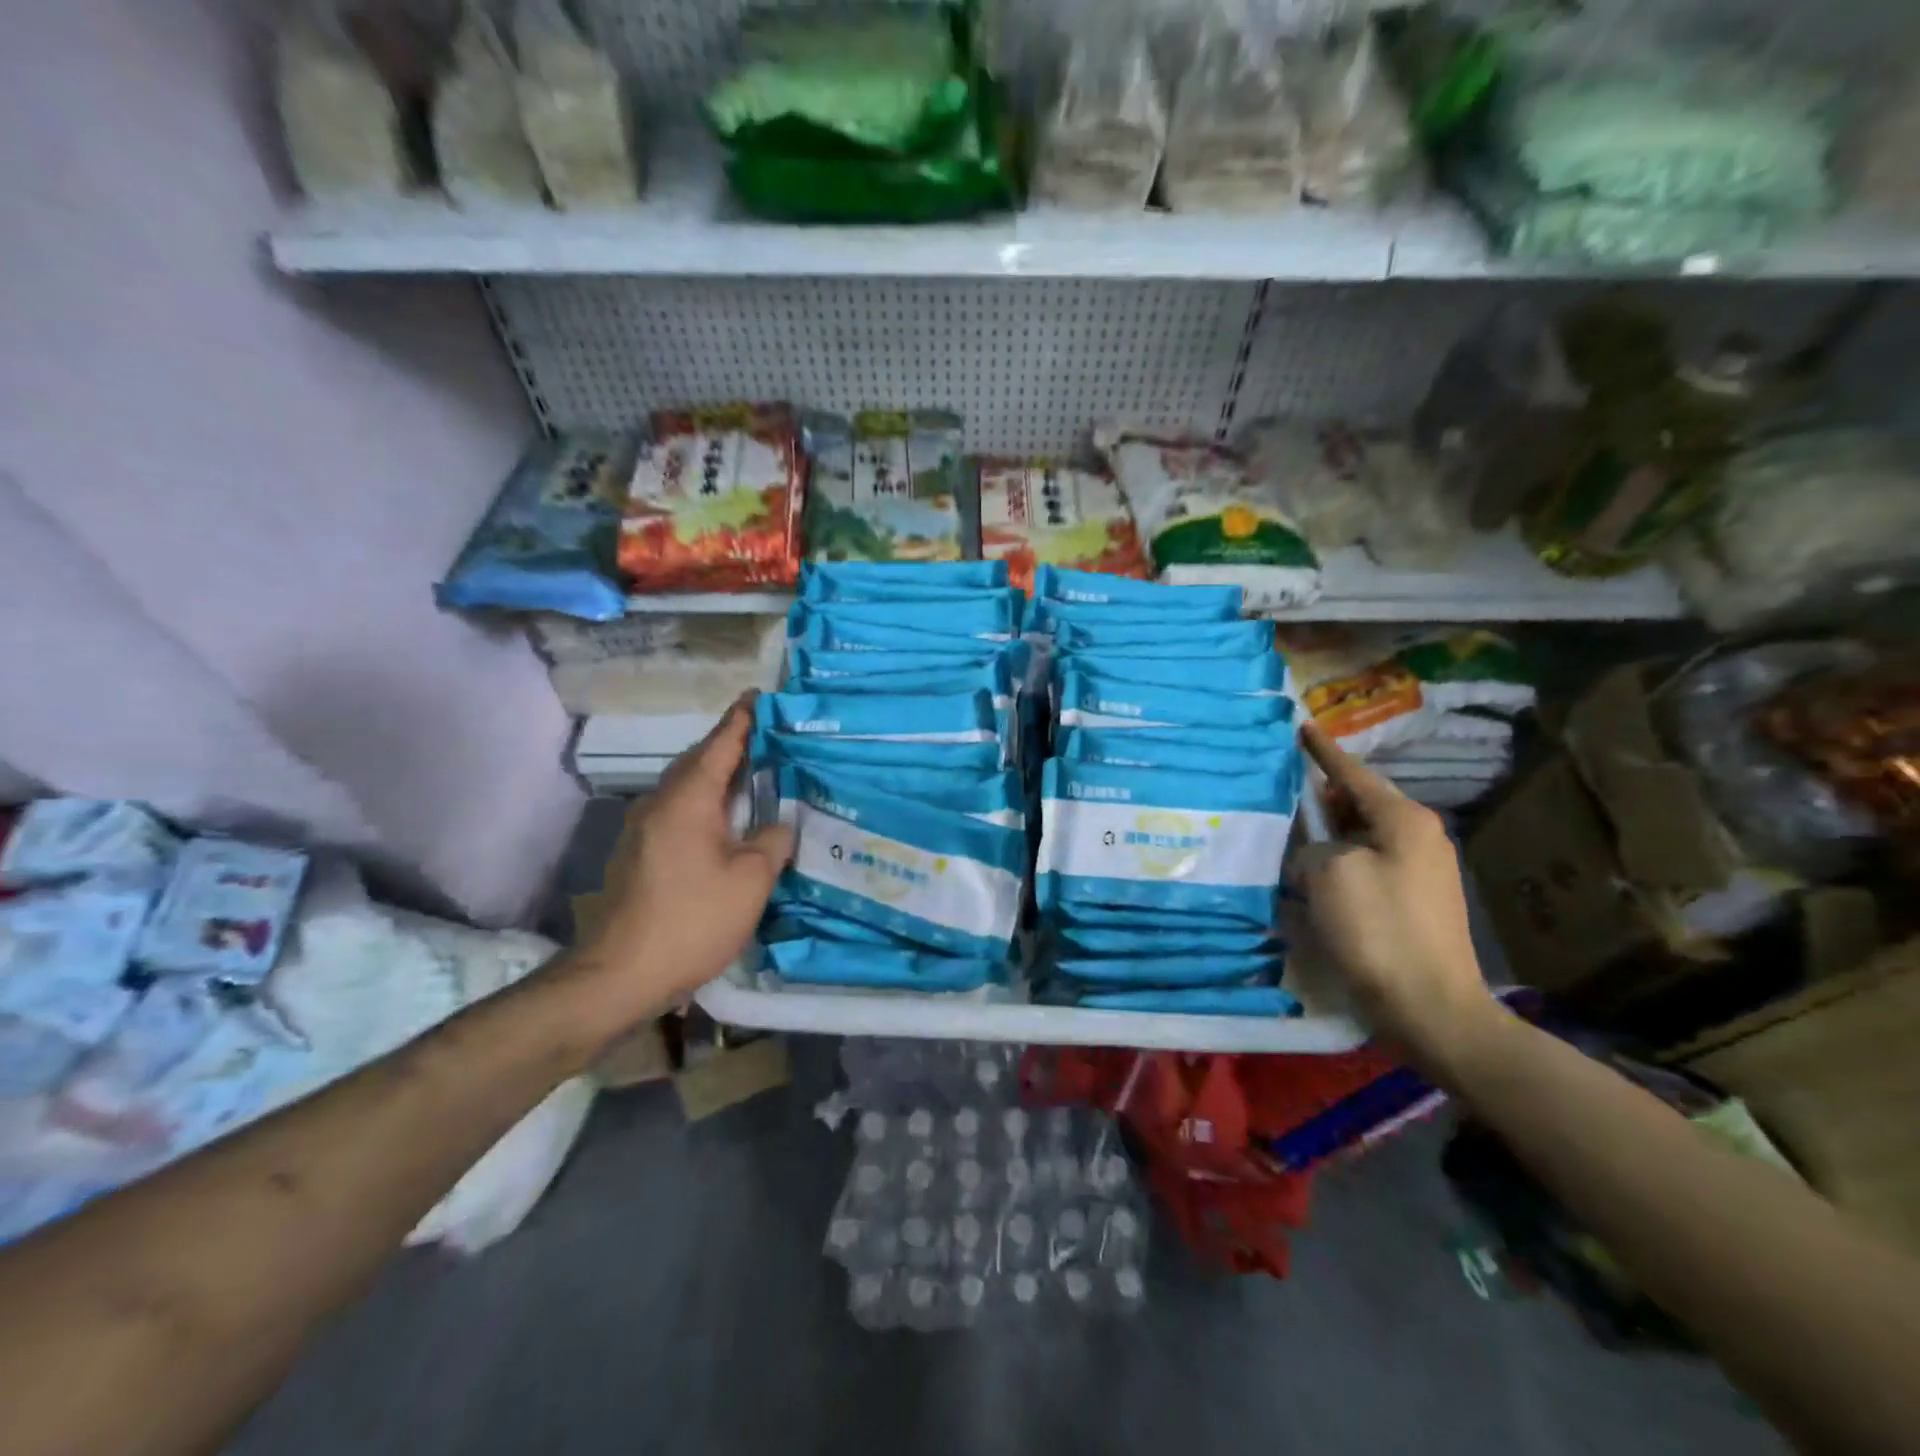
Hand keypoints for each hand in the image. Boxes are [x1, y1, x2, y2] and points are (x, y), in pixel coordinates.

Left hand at [577, 694, 794, 1024]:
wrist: (619, 974)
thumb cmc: (692, 920)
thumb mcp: (751, 881)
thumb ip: (773, 842)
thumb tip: (780, 825)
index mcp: (688, 799)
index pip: (719, 745)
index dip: (741, 720)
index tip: (757, 696)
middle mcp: (660, 803)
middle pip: (698, 761)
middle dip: (729, 744)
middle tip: (766, 735)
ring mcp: (643, 829)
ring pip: (685, 787)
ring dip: (716, 774)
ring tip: (751, 772)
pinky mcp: (638, 854)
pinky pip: (678, 810)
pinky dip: (704, 801)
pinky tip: (725, 819)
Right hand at [1292, 723, 1502, 1082]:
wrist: (1431, 1007)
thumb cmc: (1379, 930)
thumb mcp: (1329, 873)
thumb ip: (1314, 846)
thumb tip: (1317, 853)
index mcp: (1403, 820)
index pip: (1352, 773)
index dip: (1323, 751)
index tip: (1302, 727)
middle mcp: (1419, 837)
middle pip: (1360, 801)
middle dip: (1323, 794)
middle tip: (1284, 785)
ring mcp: (1421, 870)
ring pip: (1362, 834)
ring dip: (1329, 831)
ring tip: (1291, 827)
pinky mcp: (1413, 901)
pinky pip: (1367, 862)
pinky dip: (1339, 859)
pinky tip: (1314, 870)